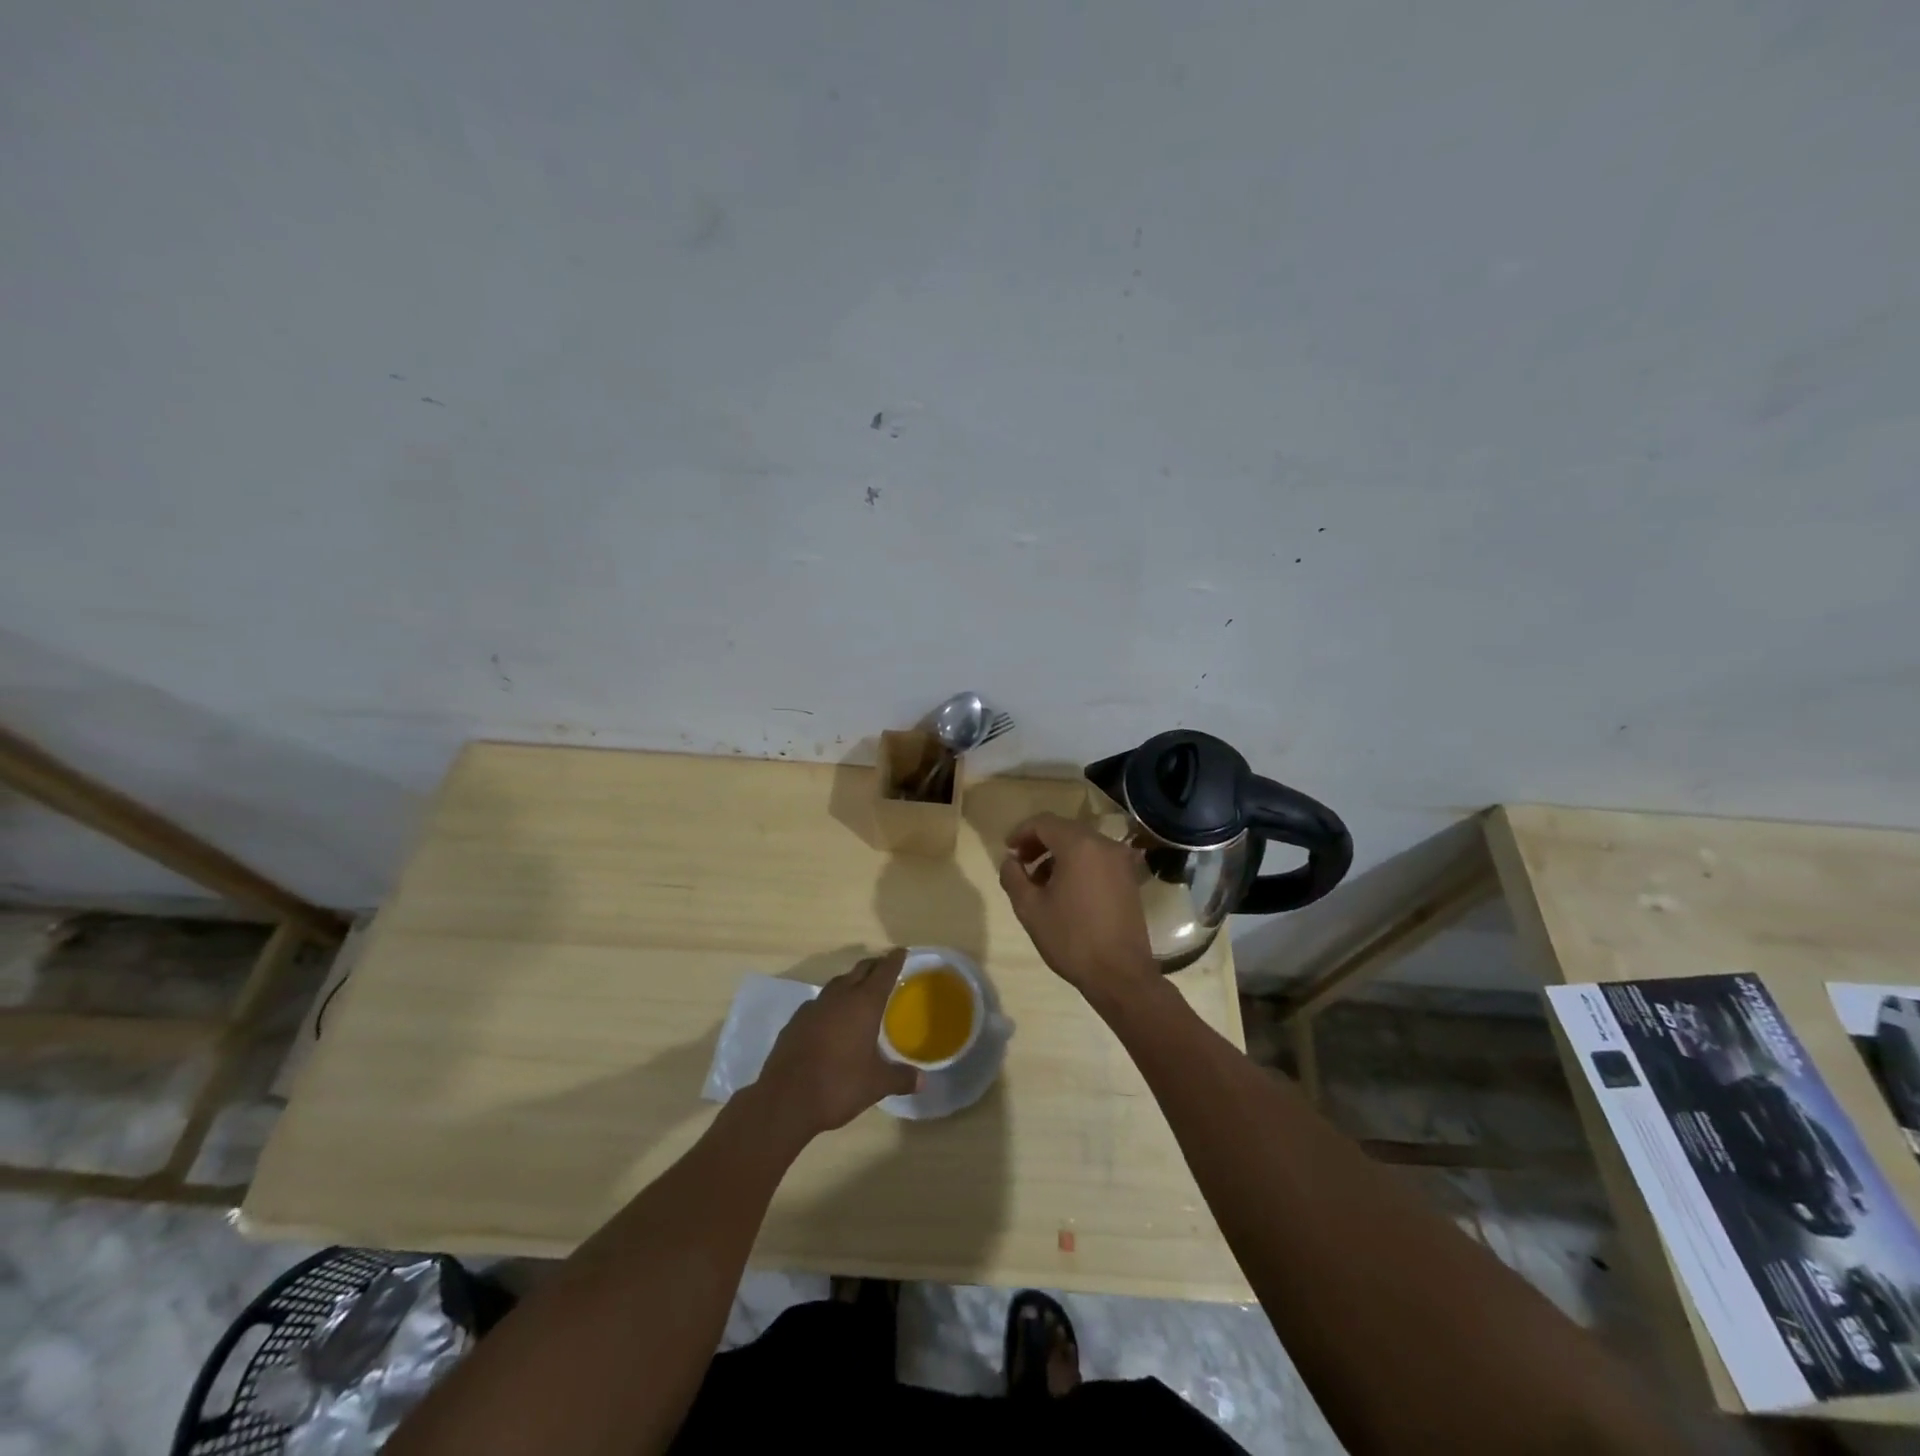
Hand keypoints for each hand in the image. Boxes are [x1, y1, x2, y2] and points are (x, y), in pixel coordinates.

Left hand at [751, 950, 919, 1142]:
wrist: (785, 1100)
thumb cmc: (838, 1086)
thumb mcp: (876, 1085)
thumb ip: (901, 1078)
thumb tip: (923, 1080)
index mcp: (863, 1004)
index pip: (883, 972)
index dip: (894, 960)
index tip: (901, 951)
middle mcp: (839, 997)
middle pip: (859, 971)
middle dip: (874, 966)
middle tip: (885, 968)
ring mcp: (814, 1007)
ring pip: (837, 984)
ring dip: (850, 983)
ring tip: (860, 992)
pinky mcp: (795, 1022)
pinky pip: (819, 1003)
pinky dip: (830, 1004)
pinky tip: (831, 1019)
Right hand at [997, 813, 1158, 1004]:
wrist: (1120, 974)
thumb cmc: (1071, 939)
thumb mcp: (1030, 909)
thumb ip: (1013, 877)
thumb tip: (1010, 860)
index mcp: (1079, 846)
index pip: (1044, 823)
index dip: (1021, 832)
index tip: (1008, 850)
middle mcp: (1104, 844)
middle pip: (1064, 830)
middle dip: (1039, 843)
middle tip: (1021, 864)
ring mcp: (1121, 861)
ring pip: (1082, 844)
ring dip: (1058, 855)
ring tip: (1040, 882)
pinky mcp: (1129, 878)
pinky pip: (1097, 859)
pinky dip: (1078, 864)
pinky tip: (1065, 890)